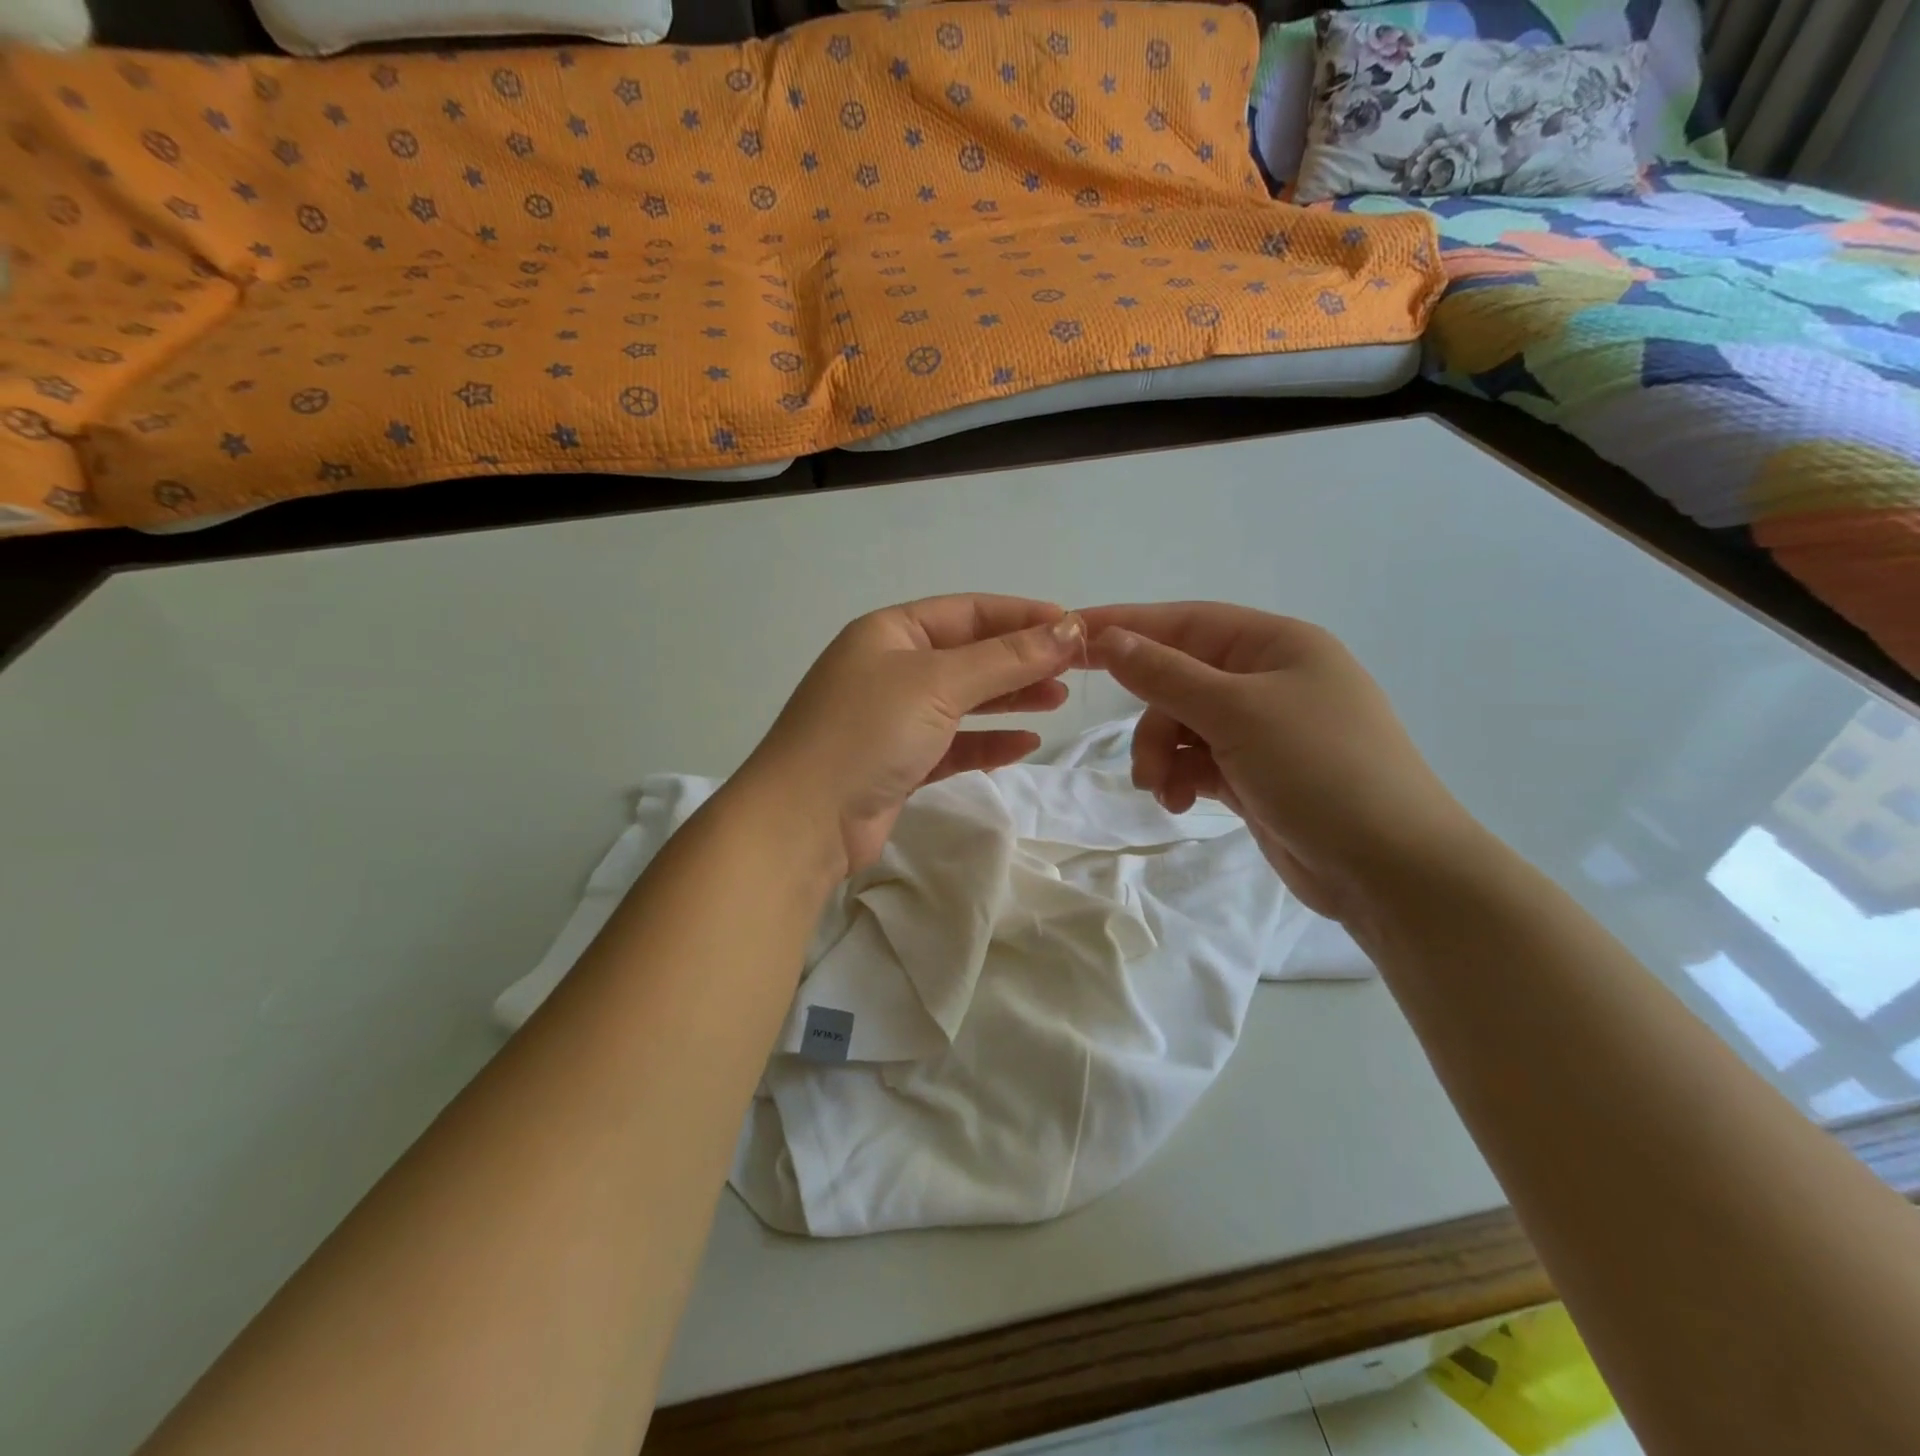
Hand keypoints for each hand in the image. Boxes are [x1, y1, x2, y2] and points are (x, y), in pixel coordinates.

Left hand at [744, 595, 1085, 876]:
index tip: (1074, 626)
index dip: (1022, 616)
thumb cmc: (867, 732)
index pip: (968, 612)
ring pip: (963, 700)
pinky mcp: (899, 764)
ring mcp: (892, 719)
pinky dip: (987, 742)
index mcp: (890, 632)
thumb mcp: (938, 683)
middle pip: (969, 655)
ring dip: (1009, 698)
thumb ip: (1006, 658)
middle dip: (1020, 659)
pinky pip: (953, 744)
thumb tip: (1068, 628)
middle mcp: (890, 669)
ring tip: (1058, 699)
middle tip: (1073, 669)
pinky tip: (1024, 744)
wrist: (803, 821)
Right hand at [1082, 603, 1480, 922]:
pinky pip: (1199, 761)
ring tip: (1165, 792)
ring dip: (1163, 757)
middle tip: (1144, 764)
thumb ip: (1165, 675)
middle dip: (1153, 721)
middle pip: (1179, 680)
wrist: (1391, 869)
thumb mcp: (1237, 713)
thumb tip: (1107, 639)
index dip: (1125, 626)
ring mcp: (1264, 729)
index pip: (1184, 622)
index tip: (1068, 635)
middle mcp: (1269, 679)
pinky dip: (1183, 779)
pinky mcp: (1256, 773)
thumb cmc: (1321, 770)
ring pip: (1183, 726)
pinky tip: (1182, 804)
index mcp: (1275, 645)